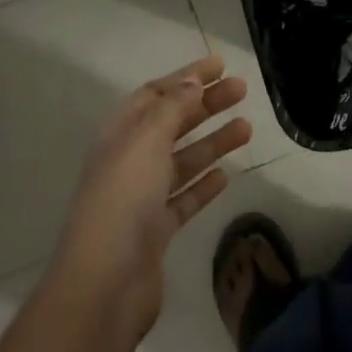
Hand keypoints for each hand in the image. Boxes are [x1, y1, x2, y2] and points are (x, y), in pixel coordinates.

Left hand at [50, 56, 251, 340]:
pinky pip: (184, 199)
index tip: (220, 65)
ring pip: (183, 160)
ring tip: (247, 128)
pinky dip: (204, 184)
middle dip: (206, 105)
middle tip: (242, 90)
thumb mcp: (146, 141)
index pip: (155, 94)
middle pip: (172, 124)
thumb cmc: (123, 201)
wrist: (104, 286)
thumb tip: (192, 81)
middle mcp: (129, 161)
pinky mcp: (156, 231)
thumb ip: (171, 108)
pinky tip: (226, 175)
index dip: (186, 77)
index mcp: (120, 135)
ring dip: (213, 141)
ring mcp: (142, 198)